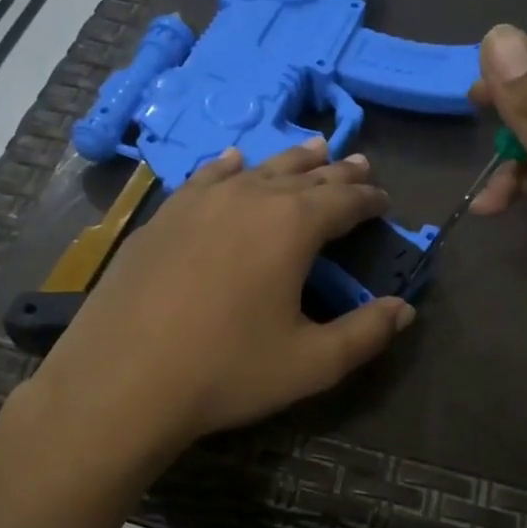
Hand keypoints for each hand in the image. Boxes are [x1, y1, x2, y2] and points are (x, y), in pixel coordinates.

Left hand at [30, 139, 415, 451]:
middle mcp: (249, 198)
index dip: (368, 199)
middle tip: (359, 163)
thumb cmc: (226, 371)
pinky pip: (207, 178)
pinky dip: (230, 168)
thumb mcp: (311, 363)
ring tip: (313, 148)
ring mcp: (200, 202)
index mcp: (292, 226)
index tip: (384, 200)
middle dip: (337, 172)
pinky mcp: (164, 217)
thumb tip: (404, 310)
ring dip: (290, 160)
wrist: (122, 379)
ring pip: (258, 169)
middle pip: (304, 176)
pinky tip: (234, 163)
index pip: (343, 200)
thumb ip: (365, 333)